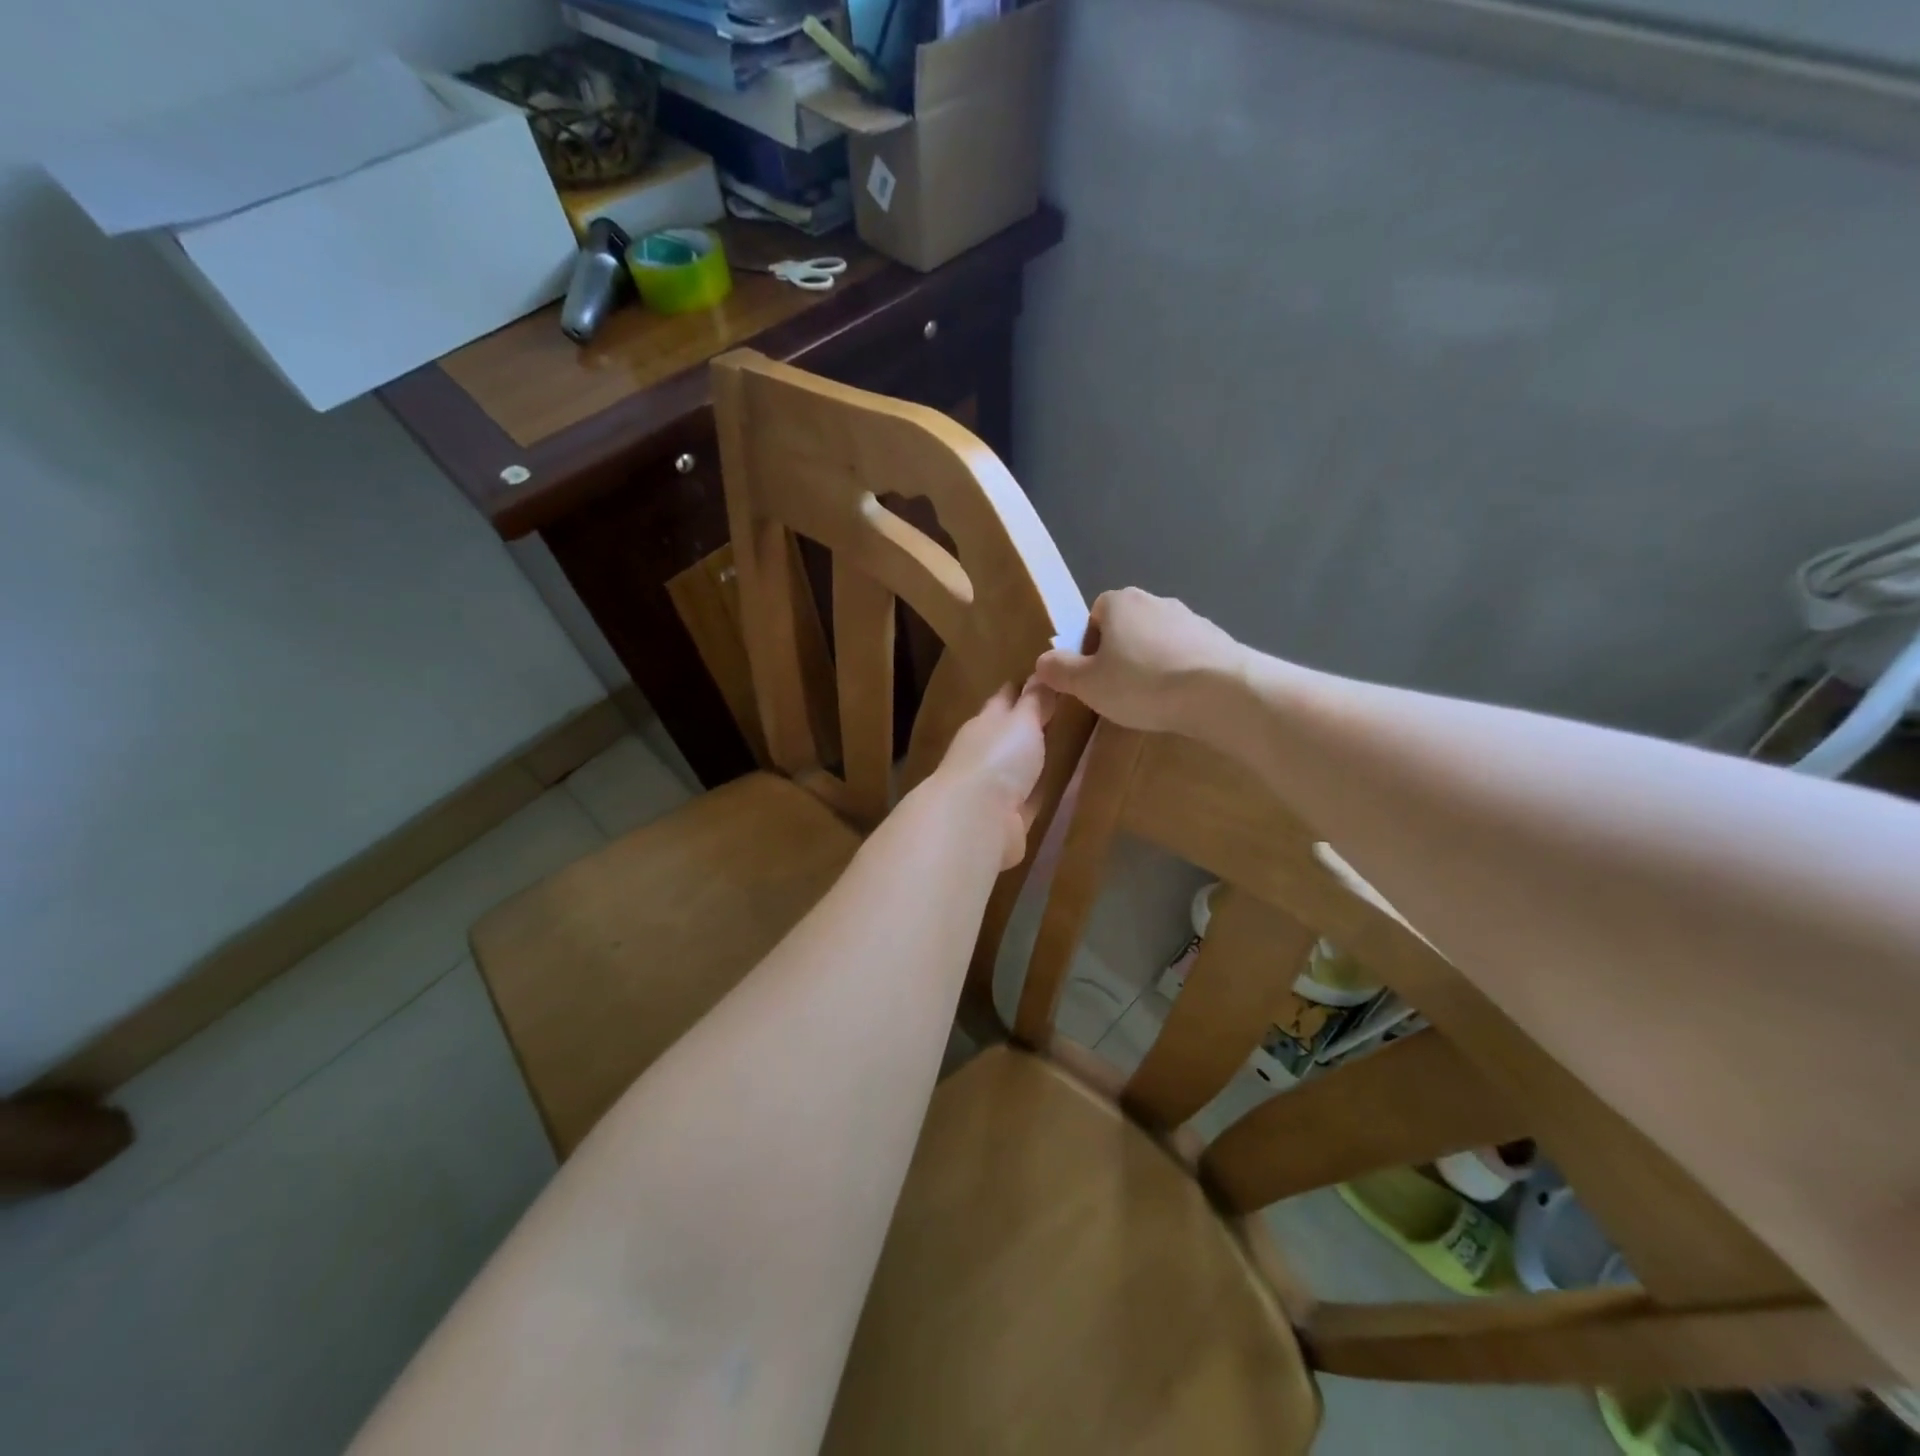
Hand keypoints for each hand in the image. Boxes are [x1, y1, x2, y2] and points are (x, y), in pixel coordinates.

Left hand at [933, 679, 1055, 869]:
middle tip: (1058, 712)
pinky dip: (1039, 792)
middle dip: (1026, 724)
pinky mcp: (1006, 819)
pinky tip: (1058, 788)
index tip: (1042, 677)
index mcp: (985, 722)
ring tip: (1061, 749)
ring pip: (1016, 767)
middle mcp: (984, 752)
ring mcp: (993, 787)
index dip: (1021, 688)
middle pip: (1008, 733)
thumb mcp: (1022, 721)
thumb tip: (1042, 671)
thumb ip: (1034, 700)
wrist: (975, 820)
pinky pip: (1029, 799)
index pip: (1004, 698)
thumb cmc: (998, 758)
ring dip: (1031, 760)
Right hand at [1034, 588, 1242, 732]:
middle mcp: (1155, 600)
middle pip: (1126, 626)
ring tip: (1151, 698)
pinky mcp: (1217, 639)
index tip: (1092, 675)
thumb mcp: (1088, 684)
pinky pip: (1186, 654)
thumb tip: (1042, 661)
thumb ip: (1060, 671)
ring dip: (1151, 663)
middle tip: (1117, 689)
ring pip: (1157, 640)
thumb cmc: (1142, 683)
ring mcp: (1191, 617)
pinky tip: (1179, 698)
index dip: (1088, 645)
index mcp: (1120, 602)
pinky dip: (1179, 671)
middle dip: (1120, 654)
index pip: (1094, 614)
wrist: (1220, 692)